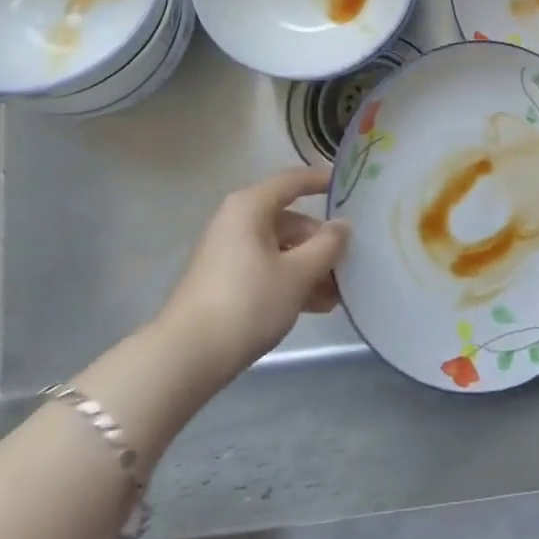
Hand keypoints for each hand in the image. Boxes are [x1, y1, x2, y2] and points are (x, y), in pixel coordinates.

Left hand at [161, 165, 348, 381]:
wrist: (186, 358)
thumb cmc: (247, 302)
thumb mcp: (297, 274)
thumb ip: (327, 246)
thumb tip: (342, 226)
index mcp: (251, 207)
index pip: (293, 181)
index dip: (322, 180)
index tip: (351, 186)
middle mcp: (238, 222)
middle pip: (291, 221)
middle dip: (322, 243)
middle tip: (352, 262)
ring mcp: (230, 253)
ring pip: (281, 249)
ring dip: (311, 268)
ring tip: (339, 293)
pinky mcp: (226, 281)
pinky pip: (268, 269)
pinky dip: (291, 281)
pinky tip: (317, 306)